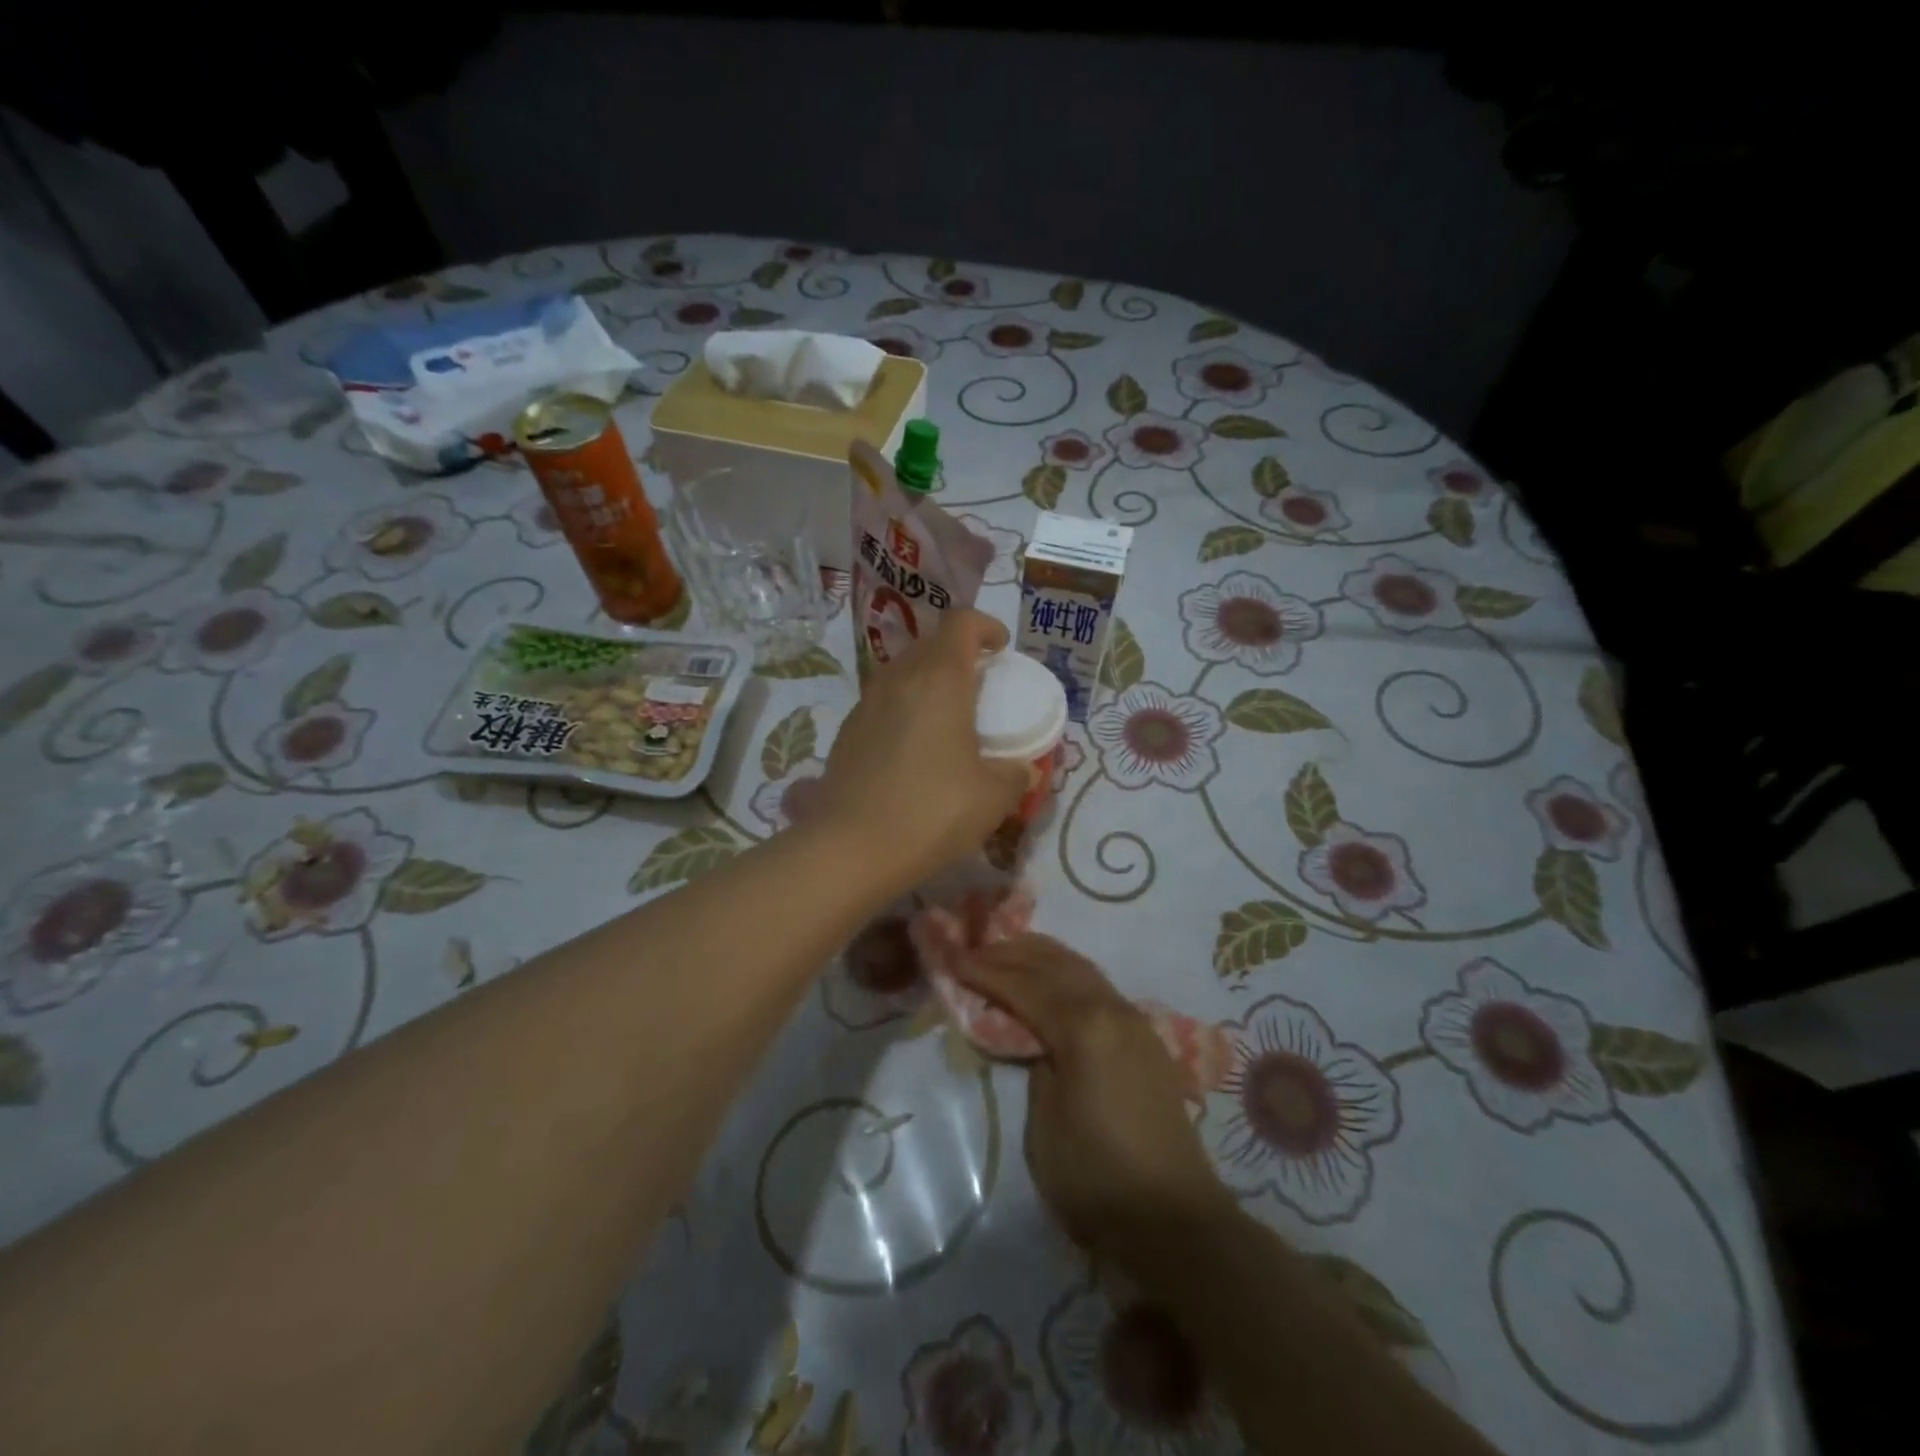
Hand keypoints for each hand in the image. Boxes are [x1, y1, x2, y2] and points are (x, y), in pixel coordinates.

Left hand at [815, 609, 1028, 889]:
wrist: (850, 848)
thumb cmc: (931, 812)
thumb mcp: (993, 797)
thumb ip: (1015, 774)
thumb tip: (1022, 769)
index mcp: (939, 679)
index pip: (961, 622)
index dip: (985, 626)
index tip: (1001, 650)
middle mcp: (898, 679)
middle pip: (930, 643)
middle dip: (958, 653)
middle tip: (980, 686)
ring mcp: (866, 703)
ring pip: (902, 671)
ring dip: (928, 680)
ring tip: (948, 717)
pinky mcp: (847, 731)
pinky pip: (883, 701)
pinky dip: (905, 708)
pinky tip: (914, 749)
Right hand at [951, 933, 1235, 1267]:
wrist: (1175, 1219)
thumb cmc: (1096, 1177)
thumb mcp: (1044, 1125)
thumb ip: (1035, 1066)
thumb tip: (1036, 1039)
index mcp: (1083, 1027)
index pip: (1024, 985)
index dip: (985, 971)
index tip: (952, 959)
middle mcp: (1112, 1009)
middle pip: (1055, 964)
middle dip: (1012, 953)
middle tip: (974, 950)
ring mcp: (1134, 1021)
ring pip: (1081, 969)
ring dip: (1042, 957)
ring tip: (1007, 953)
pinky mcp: (1145, 1039)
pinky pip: (1098, 986)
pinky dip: (1066, 974)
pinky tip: (1052, 982)